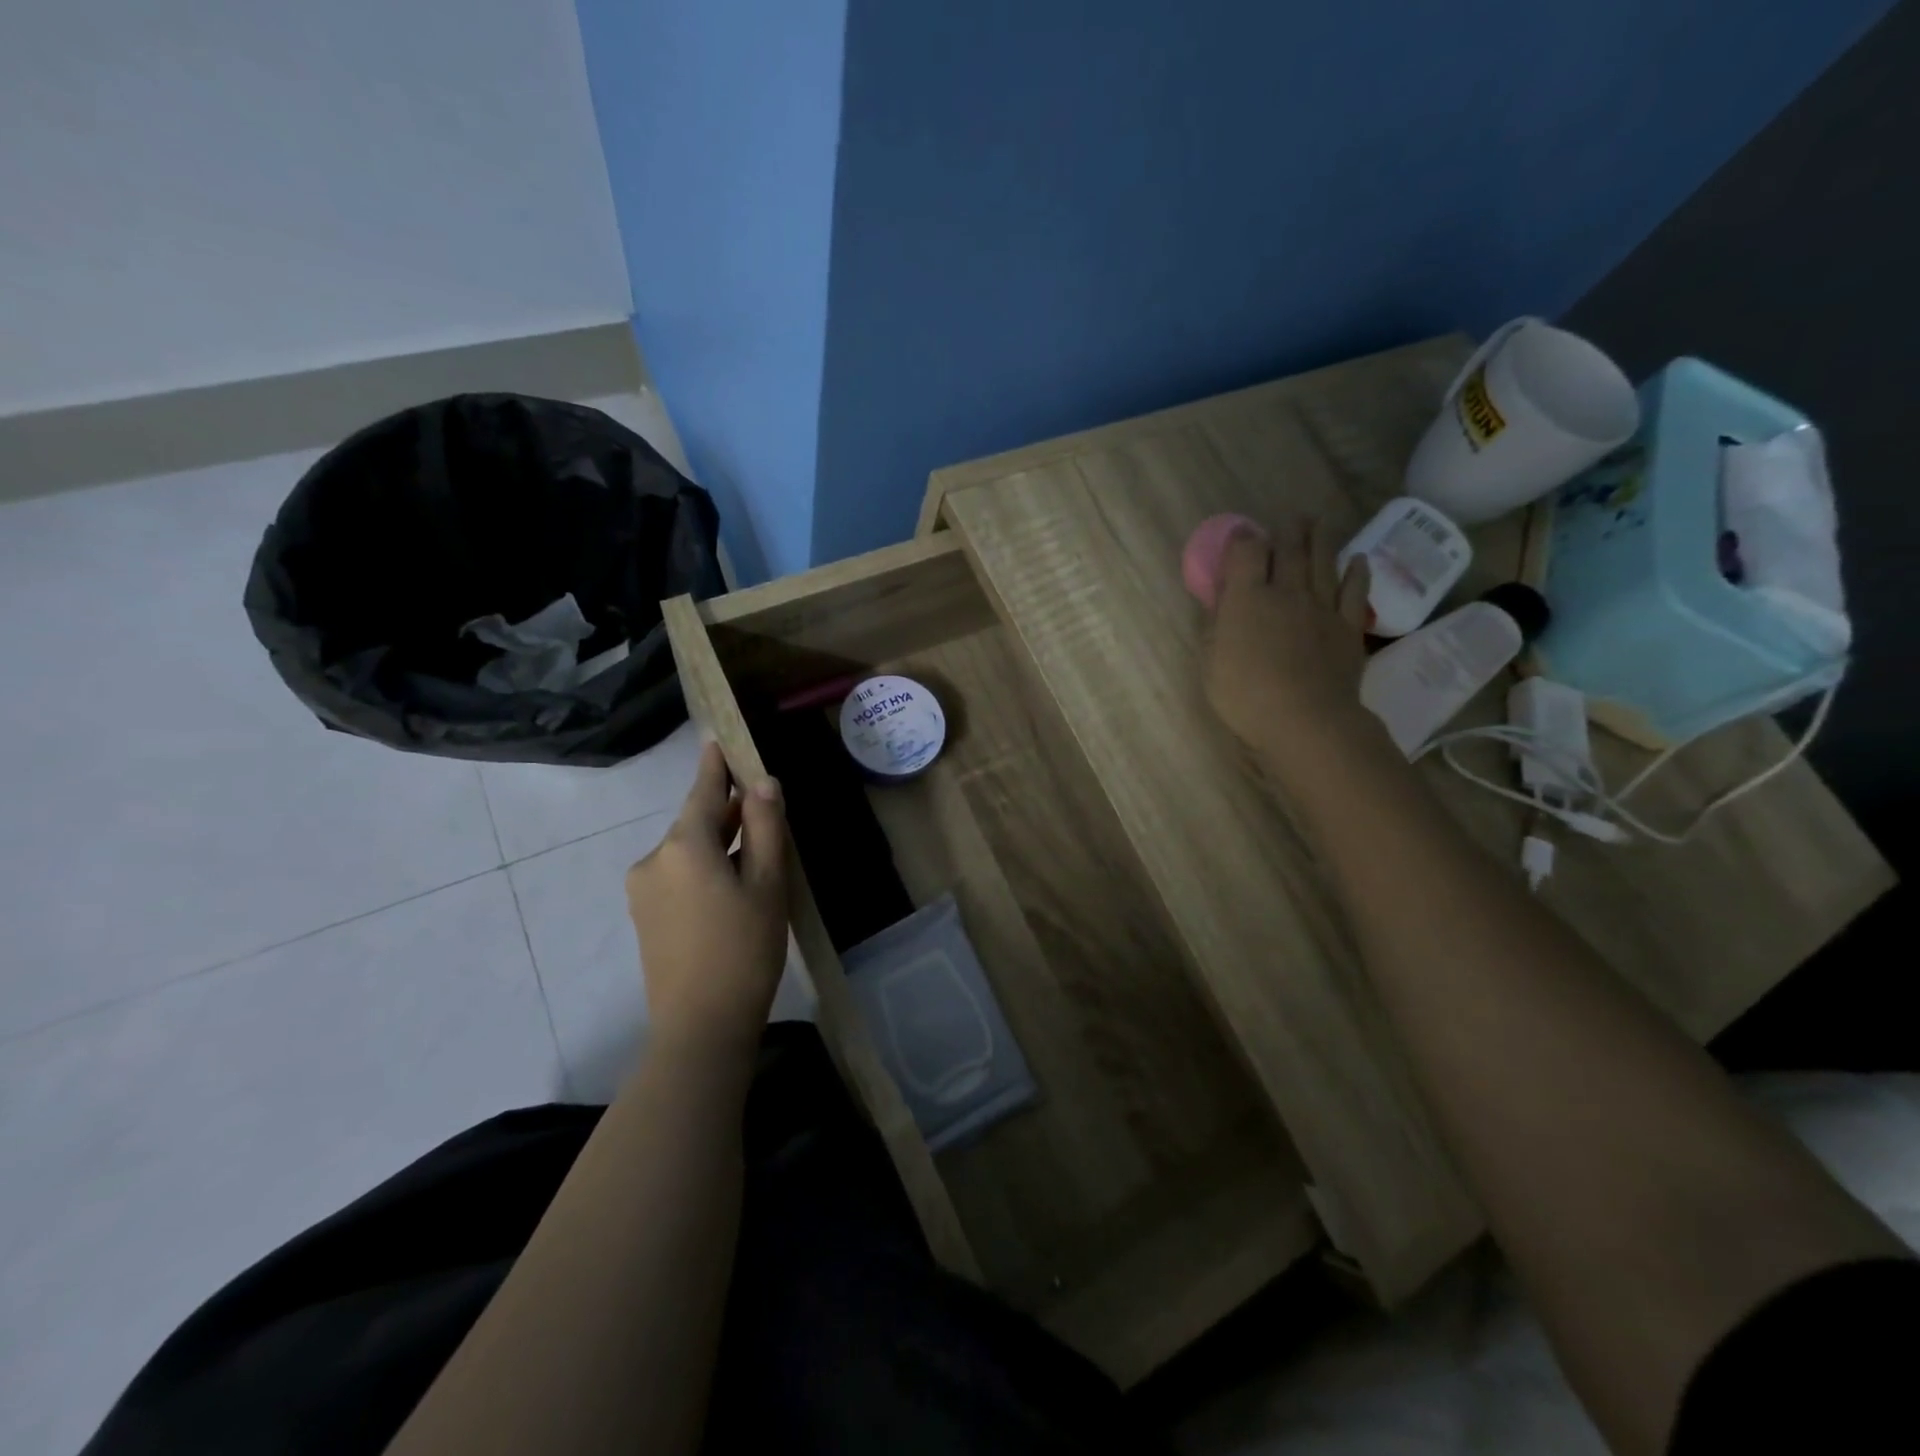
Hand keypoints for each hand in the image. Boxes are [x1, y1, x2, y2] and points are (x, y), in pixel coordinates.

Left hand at [626, 742, 788, 1048]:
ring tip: (754, 853)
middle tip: (760, 807)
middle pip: (694, 822)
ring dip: (717, 844)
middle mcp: (654, 859)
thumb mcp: (767, 884)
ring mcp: (643, 890)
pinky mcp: (644, 916)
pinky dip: (703, 868)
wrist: (700, 1027)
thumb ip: (764, 828)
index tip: (717, 738)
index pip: (702, 792)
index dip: (715, 765)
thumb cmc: (744, 949)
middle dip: (725, 812)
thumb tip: (762, 783)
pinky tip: (730, 887)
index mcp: (683, 846)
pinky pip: (677, 875)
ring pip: (686, 851)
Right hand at [1204, 518, 1381, 781]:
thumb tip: (1221, 599)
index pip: (1246, 553)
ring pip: (1323, 562)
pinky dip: (1356, 572)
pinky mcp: (1348, 627)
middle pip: (1289, 551)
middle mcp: (1287, 593)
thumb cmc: (1245, 695)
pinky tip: (1357, 559)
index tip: (1241, 534)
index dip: (1243, 539)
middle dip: (1287, 531)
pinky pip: (1354, 591)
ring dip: (1320, 539)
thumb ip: (1216, 625)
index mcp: (1248, 599)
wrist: (1305, 720)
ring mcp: (1322, 608)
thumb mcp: (1211, 662)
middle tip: (1289, 518)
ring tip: (1318, 522)